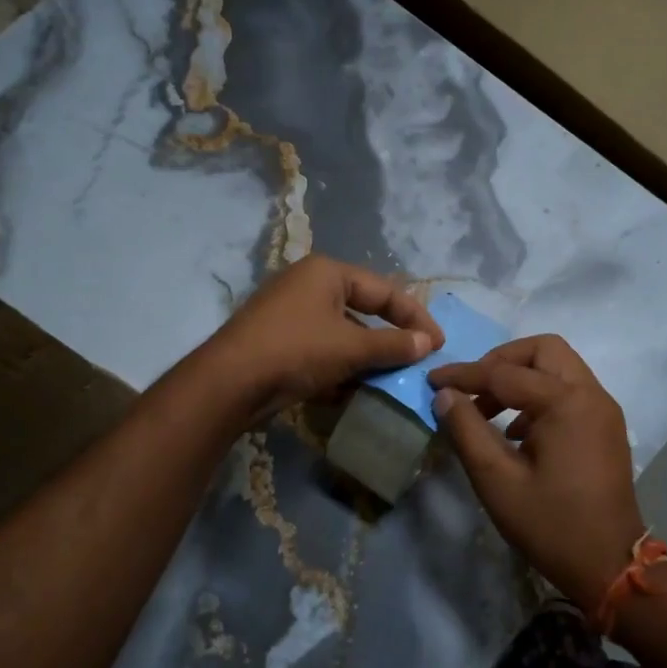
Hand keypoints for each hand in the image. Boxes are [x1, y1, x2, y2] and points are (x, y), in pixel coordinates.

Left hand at [201, 255, 442, 425]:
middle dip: (389, 342)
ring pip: (342, 336)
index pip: (385, 291)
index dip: (415, 317)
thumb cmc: (296, 351)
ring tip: (389, 384)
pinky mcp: (279, 344)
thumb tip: (428, 343)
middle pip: (363, 312)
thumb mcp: (351, 347)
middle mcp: (308, 287)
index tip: (438, 344)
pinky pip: (321, 353)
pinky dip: (339, 370)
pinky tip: (352, 394)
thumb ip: (393, 344)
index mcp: (327, 273)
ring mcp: (290, 316)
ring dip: (365, 360)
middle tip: (415, 364)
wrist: (228, 384)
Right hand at [429, 335, 643, 614]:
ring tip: (488, 412)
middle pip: (543, 350)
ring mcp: (603, 409)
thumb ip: (467, 430)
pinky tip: (517, 432)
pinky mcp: (606, 426)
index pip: (504, 373)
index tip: (432, 380)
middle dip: (502, 361)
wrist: (610, 565)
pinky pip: (569, 390)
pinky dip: (540, 395)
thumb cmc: (550, 524)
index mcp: (566, 402)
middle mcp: (591, 394)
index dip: (464, 375)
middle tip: (473, 388)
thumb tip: (445, 395)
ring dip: (521, 377)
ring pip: (558, 367)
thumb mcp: (496, 480)